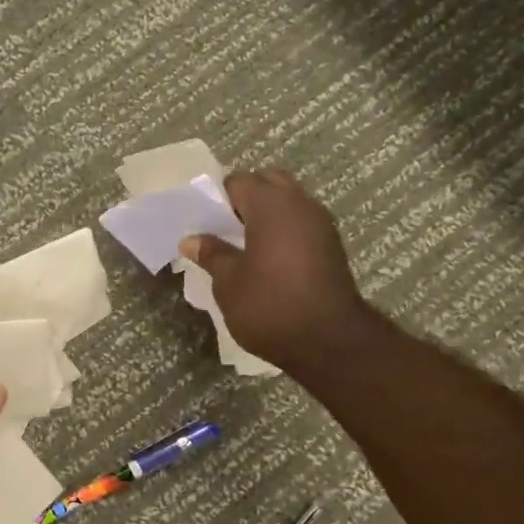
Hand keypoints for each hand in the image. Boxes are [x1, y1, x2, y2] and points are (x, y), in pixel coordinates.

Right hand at [178, 169, 366, 371]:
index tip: (204, 223)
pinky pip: (302, 224)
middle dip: (246, 200)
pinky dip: (284, 232)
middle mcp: (300, 203)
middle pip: (269, 183)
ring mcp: (321, 224)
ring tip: (245, 247)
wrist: (329, 341)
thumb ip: (211, 254)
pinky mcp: (332, 246)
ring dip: (267, 216)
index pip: (238, 182)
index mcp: (271, 204)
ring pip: (289, 203)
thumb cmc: (270, 306)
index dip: (218, 199)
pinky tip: (269, 261)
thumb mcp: (228, 282)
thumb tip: (192, 239)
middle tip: (225, 230)